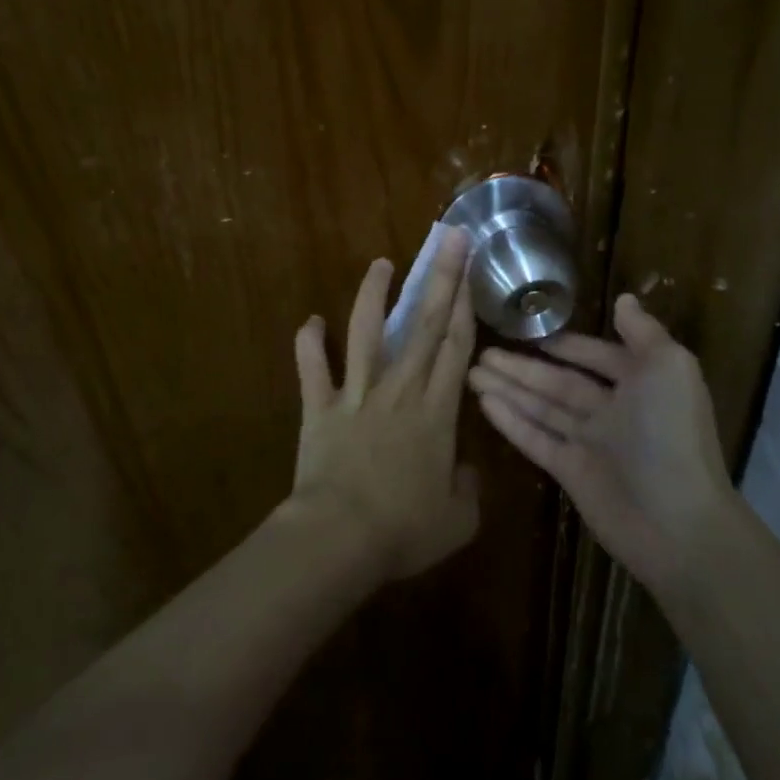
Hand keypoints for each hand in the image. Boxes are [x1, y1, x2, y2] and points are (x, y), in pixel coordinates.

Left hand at [287, 227, 480, 581]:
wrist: (339, 539)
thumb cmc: (403, 531)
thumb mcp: (457, 521)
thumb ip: (469, 490)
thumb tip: (466, 471)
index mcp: (436, 412)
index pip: (455, 348)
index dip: (465, 307)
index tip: (470, 271)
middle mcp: (399, 390)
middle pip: (423, 326)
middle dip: (439, 279)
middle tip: (448, 240)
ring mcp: (356, 395)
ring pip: (366, 333)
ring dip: (374, 295)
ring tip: (381, 263)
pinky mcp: (319, 408)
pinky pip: (312, 369)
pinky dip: (308, 344)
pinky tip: (310, 320)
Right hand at [469, 293, 730, 593]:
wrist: (677, 521)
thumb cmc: (672, 434)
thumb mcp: (669, 367)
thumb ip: (643, 332)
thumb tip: (625, 298)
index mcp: (639, 383)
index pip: (595, 356)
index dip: (565, 344)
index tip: (528, 331)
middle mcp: (612, 410)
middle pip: (558, 382)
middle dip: (522, 366)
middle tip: (481, 351)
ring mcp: (589, 443)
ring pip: (541, 407)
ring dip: (508, 389)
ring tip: (471, 371)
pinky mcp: (569, 472)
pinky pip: (535, 439)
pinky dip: (510, 421)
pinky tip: (483, 403)